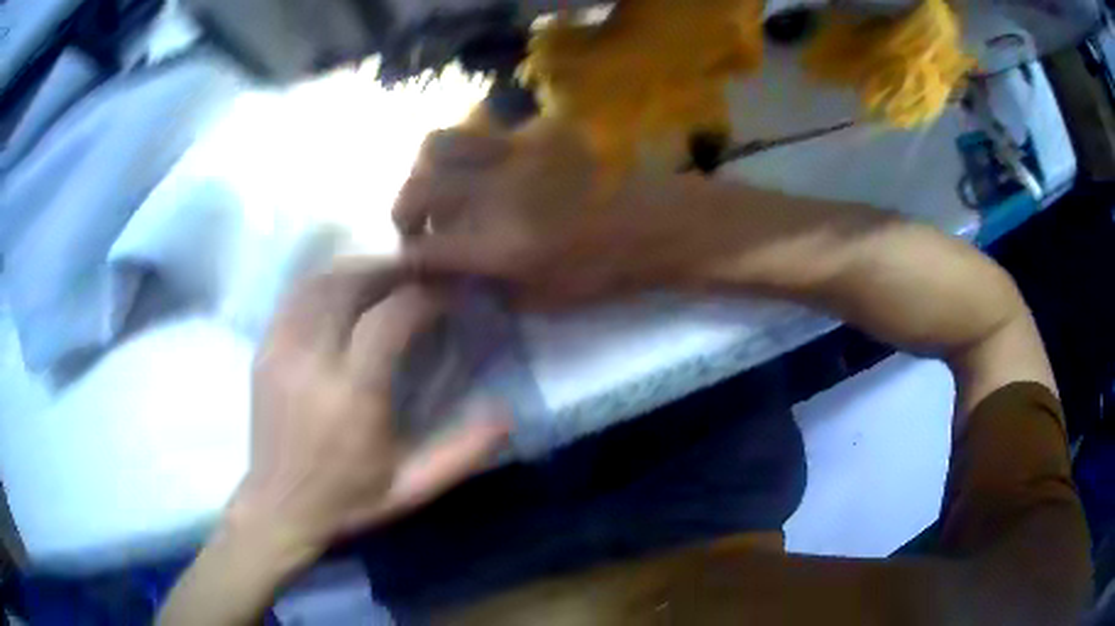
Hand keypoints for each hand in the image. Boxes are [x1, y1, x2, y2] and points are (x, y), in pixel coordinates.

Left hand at [232, 262, 509, 556]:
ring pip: (320, 282)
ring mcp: (281, 351)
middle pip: (351, 285)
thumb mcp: (412, 489)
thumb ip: (461, 453)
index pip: (390, 317)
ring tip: (385, 278)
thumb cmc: (348, 501)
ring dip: (358, 270)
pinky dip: (325, 282)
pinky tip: (343, 291)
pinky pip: (294, 297)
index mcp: (352, 396)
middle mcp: (312, 362)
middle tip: (419, 276)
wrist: (279, 507)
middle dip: (391, 270)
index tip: (447, 295)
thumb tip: (505, 414)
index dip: (424, 295)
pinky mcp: (264, 350)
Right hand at [394, 122, 731, 304]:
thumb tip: (451, 274)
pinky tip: (487, 170)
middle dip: (403, 209)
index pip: (424, 248)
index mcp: (500, 245)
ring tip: (440, 188)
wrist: (661, 224)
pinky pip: (486, 132)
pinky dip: (472, 152)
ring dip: (427, 168)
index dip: (407, 259)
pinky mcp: (536, 133)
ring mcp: (515, 154)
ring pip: (443, 141)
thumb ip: (488, 286)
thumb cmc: (608, 272)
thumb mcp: (545, 299)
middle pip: (418, 186)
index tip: (409, 263)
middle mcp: (495, 193)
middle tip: (415, 226)